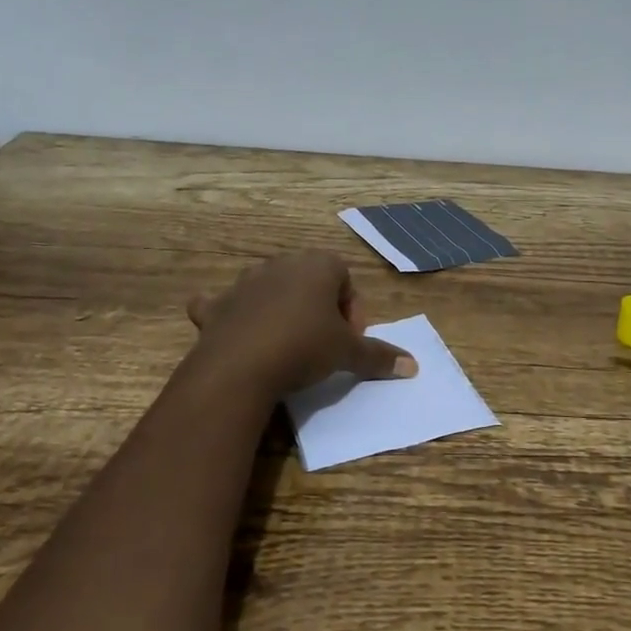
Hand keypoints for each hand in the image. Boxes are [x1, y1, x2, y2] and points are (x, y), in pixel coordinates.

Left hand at [186, 250, 417, 400]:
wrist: (240, 366)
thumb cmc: (304, 347)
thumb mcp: (347, 353)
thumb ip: (379, 355)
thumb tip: (413, 366)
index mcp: (318, 265)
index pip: (345, 279)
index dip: (352, 311)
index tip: (349, 340)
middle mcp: (281, 264)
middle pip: (309, 281)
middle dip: (318, 308)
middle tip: (322, 343)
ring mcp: (245, 282)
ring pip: (269, 288)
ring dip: (279, 309)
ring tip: (285, 344)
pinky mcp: (217, 305)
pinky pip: (222, 303)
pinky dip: (227, 314)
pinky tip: (233, 331)